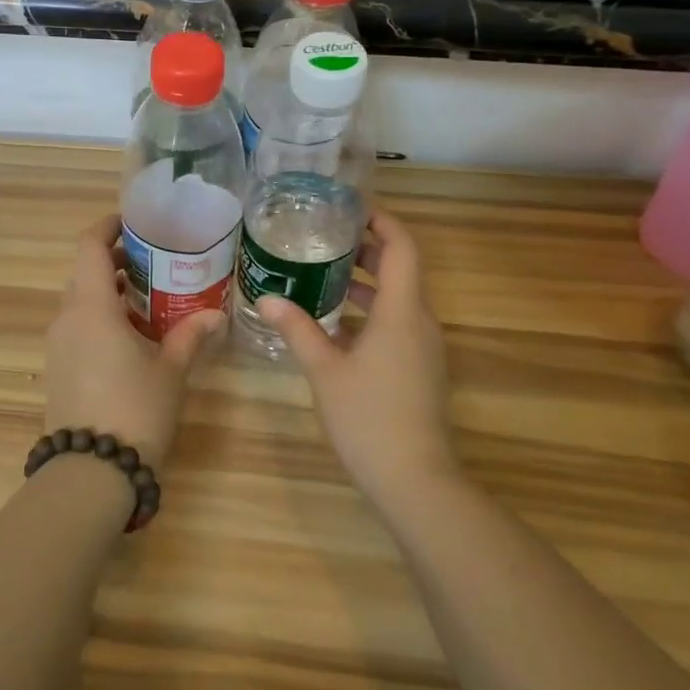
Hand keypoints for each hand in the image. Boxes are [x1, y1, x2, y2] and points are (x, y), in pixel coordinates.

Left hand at [41, 215, 223, 469]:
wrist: (90, 472)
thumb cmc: (135, 410)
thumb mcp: (170, 370)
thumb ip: (190, 336)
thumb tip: (215, 314)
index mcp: (91, 307)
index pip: (89, 247)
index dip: (108, 228)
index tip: (133, 224)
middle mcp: (67, 318)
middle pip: (85, 273)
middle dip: (116, 262)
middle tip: (154, 264)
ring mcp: (57, 345)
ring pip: (79, 302)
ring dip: (108, 292)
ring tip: (147, 300)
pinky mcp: (56, 369)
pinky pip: (76, 327)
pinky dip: (99, 318)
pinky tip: (129, 338)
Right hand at [258, 209, 458, 507]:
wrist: (415, 480)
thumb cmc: (368, 417)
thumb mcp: (324, 369)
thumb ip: (297, 329)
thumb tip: (266, 297)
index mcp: (401, 311)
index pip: (402, 247)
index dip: (382, 221)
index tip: (350, 208)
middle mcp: (420, 321)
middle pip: (401, 269)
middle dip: (366, 249)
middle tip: (325, 238)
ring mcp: (424, 347)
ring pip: (398, 298)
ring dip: (366, 283)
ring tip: (322, 275)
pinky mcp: (421, 369)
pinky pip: (397, 324)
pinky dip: (370, 312)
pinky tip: (335, 325)